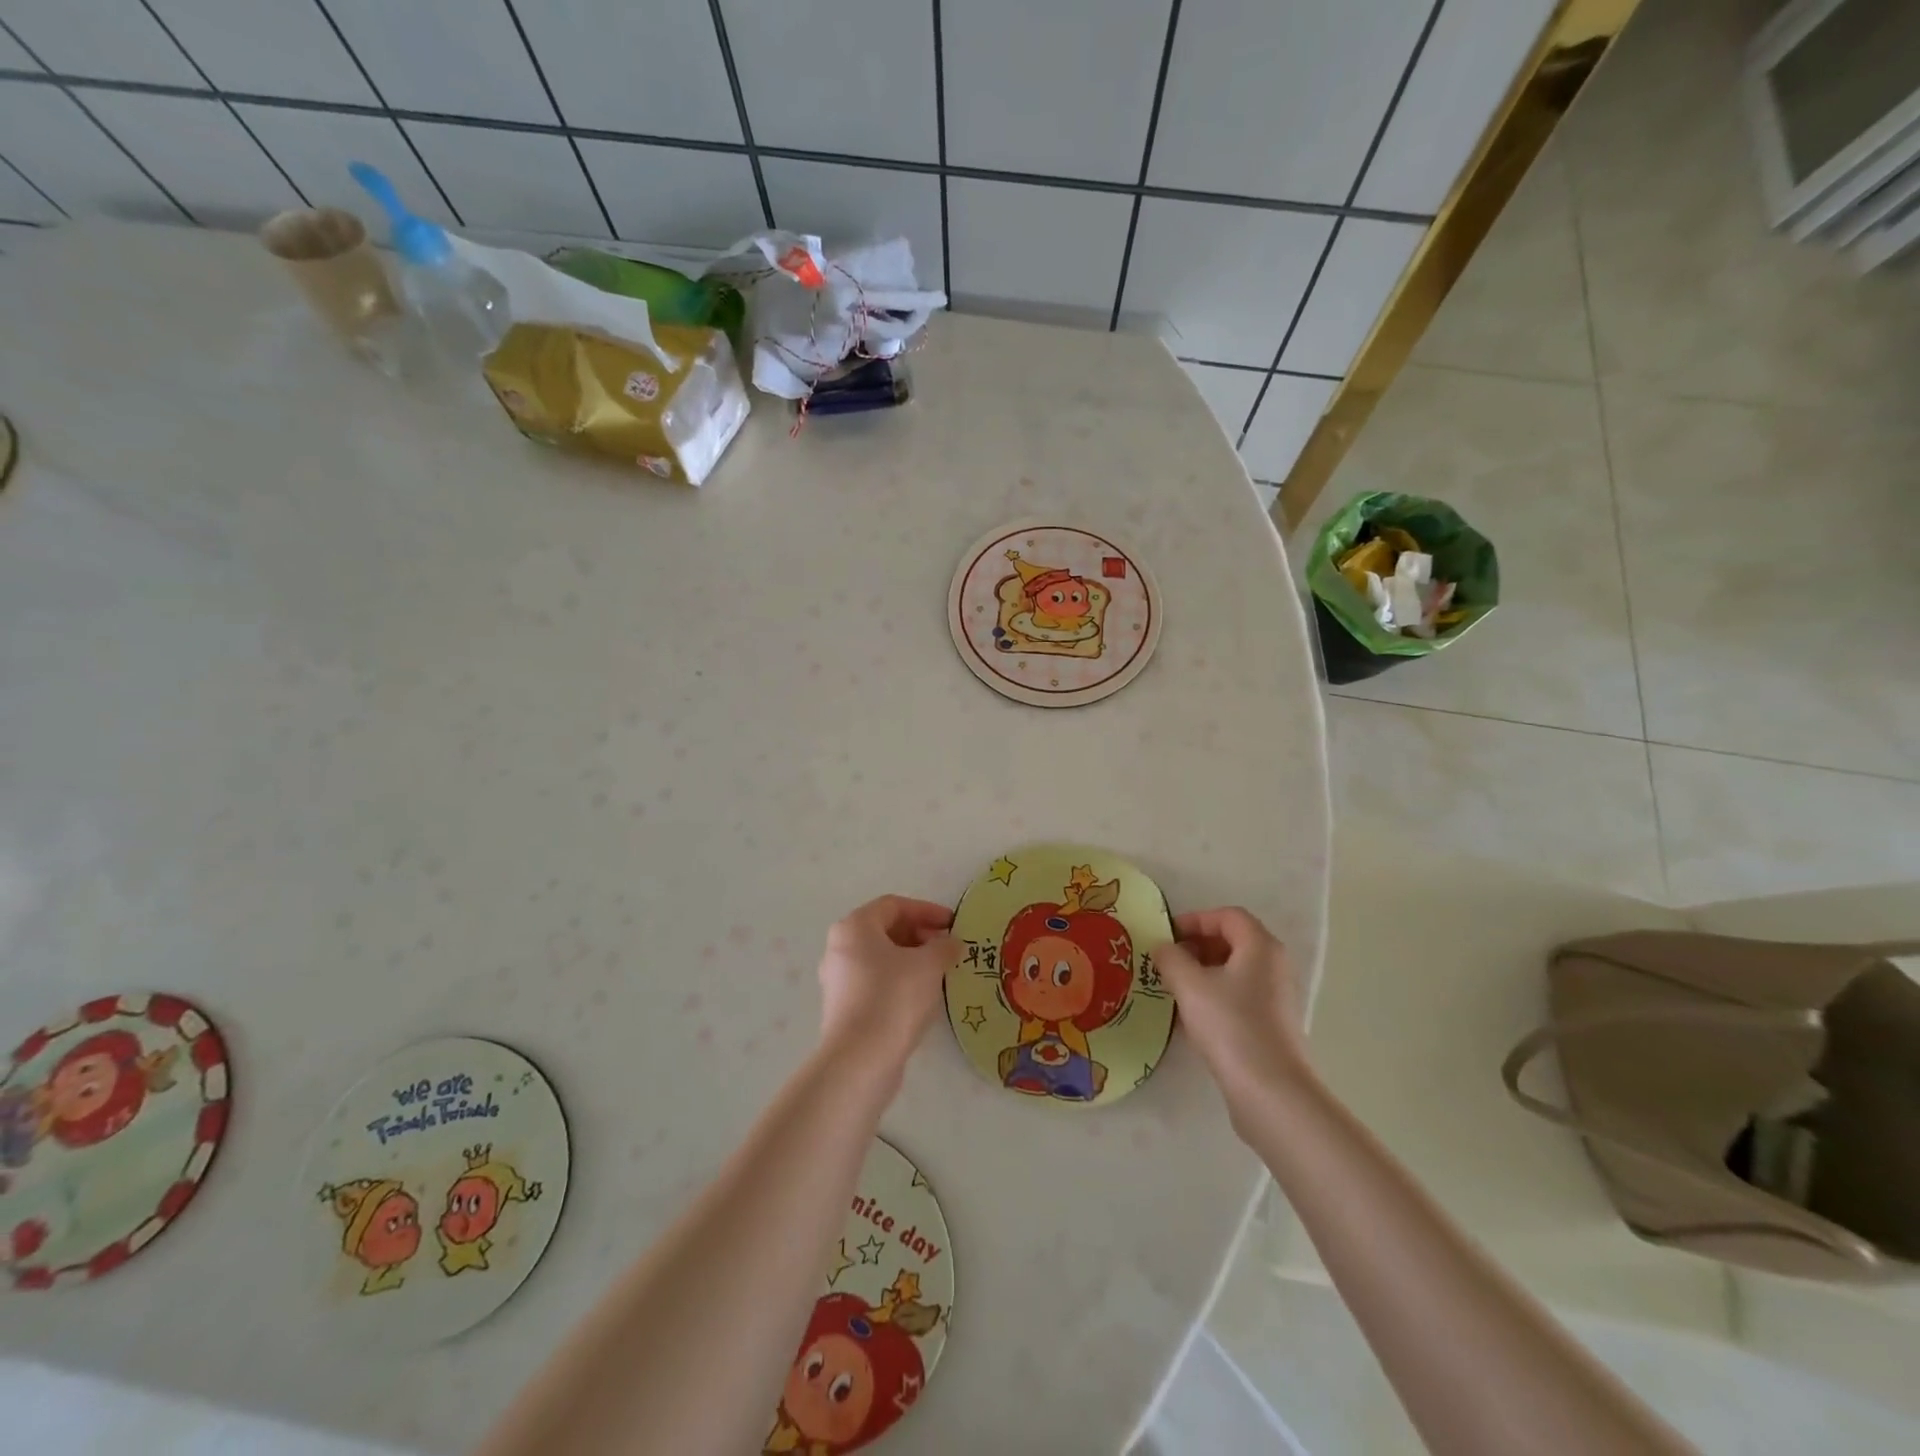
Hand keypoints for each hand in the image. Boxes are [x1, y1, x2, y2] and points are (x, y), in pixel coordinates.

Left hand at [816, 895, 957, 1083]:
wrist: (860, 1060)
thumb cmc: (894, 998)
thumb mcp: (929, 965)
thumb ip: (944, 947)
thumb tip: (952, 943)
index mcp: (854, 927)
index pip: (894, 905)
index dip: (926, 911)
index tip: (953, 924)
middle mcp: (839, 947)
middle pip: (884, 930)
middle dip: (919, 935)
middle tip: (947, 948)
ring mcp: (838, 979)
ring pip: (880, 958)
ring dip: (911, 960)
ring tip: (939, 973)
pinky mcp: (843, 1007)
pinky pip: (875, 982)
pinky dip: (899, 981)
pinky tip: (921, 997)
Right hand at [1154, 907, 1312, 1125]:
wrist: (1270, 1092)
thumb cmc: (1230, 1025)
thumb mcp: (1190, 985)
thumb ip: (1171, 958)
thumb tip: (1163, 948)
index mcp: (1260, 946)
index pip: (1227, 916)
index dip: (1195, 919)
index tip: (1167, 936)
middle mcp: (1274, 965)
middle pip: (1232, 941)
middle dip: (1196, 946)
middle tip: (1167, 961)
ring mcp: (1276, 997)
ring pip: (1234, 971)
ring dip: (1202, 973)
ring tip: (1173, 988)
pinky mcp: (1272, 1025)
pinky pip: (1238, 997)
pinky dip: (1214, 997)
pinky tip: (1190, 1018)